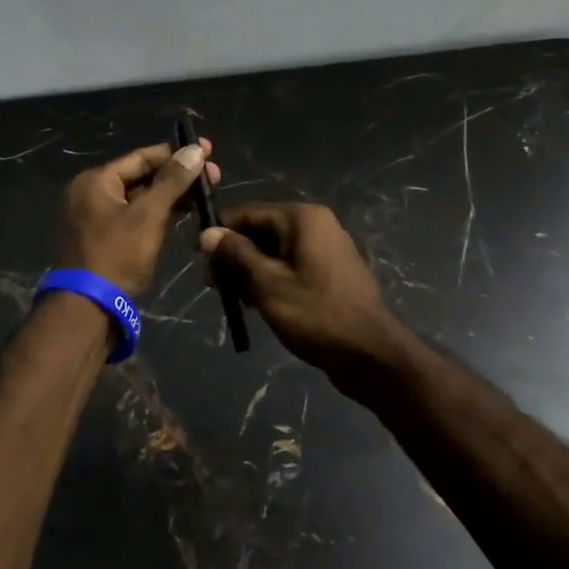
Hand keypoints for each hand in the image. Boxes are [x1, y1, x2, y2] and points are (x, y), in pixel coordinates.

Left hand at [59, 141, 220, 298]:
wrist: (90, 308)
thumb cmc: (117, 255)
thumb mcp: (148, 215)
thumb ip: (172, 181)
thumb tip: (196, 150)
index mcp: (96, 181)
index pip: (141, 157)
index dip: (176, 154)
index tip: (208, 151)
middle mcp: (93, 193)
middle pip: (141, 176)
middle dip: (177, 175)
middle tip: (214, 176)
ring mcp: (98, 218)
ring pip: (141, 197)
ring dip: (171, 194)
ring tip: (205, 193)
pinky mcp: (107, 240)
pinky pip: (136, 216)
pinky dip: (159, 213)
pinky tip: (185, 212)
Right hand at [200, 203, 408, 397]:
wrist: (371, 355)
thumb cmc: (316, 314)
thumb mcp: (267, 284)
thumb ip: (236, 255)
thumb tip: (207, 233)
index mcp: (303, 219)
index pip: (249, 213)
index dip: (220, 232)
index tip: (197, 257)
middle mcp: (317, 225)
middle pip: (262, 231)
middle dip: (234, 256)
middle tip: (211, 285)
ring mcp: (326, 250)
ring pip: (275, 252)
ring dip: (250, 271)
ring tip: (231, 298)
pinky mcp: (330, 274)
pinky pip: (291, 267)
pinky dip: (271, 280)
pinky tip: (255, 304)